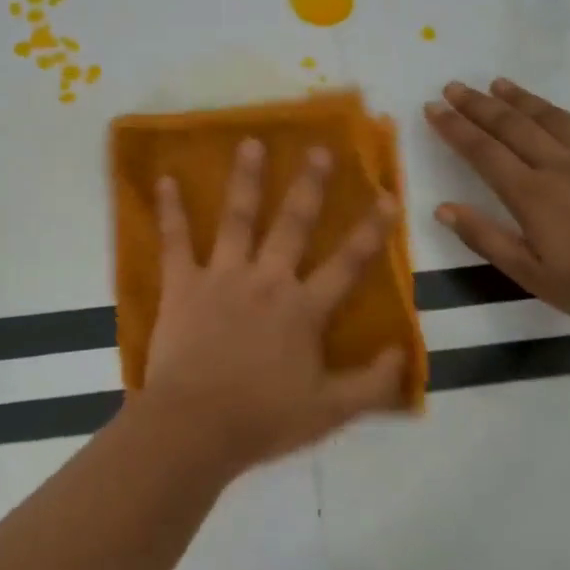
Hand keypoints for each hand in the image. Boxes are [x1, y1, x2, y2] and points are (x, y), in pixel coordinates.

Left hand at [131, 138, 406, 474]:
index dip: (371, 231)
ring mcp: (222, 277)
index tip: (387, 197)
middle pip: (293, 225)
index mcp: (303, 309)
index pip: (347, 264)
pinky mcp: (182, 285)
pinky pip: (175, 241)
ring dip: (245, 179)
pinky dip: (169, 211)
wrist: (195, 427)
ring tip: (250, 142)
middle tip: (318, 149)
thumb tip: (405, 353)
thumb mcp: (331, 411)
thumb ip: (373, 384)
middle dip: (309, 186)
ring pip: (238, 219)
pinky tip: (164, 180)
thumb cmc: (263, 419)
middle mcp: (267, 281)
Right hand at [424, 79, 569, 337]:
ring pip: (551, 117)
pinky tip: (562, 113)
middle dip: (477, 104)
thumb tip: (443, 208)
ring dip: (521, 99)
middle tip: (453, 87)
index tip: (432, 108)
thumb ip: (486, 239)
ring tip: (498, 84)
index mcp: (531, 194)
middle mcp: (559, 165)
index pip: (482, 151)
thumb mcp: (532, 276)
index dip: (454, 128)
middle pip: (511, 125)